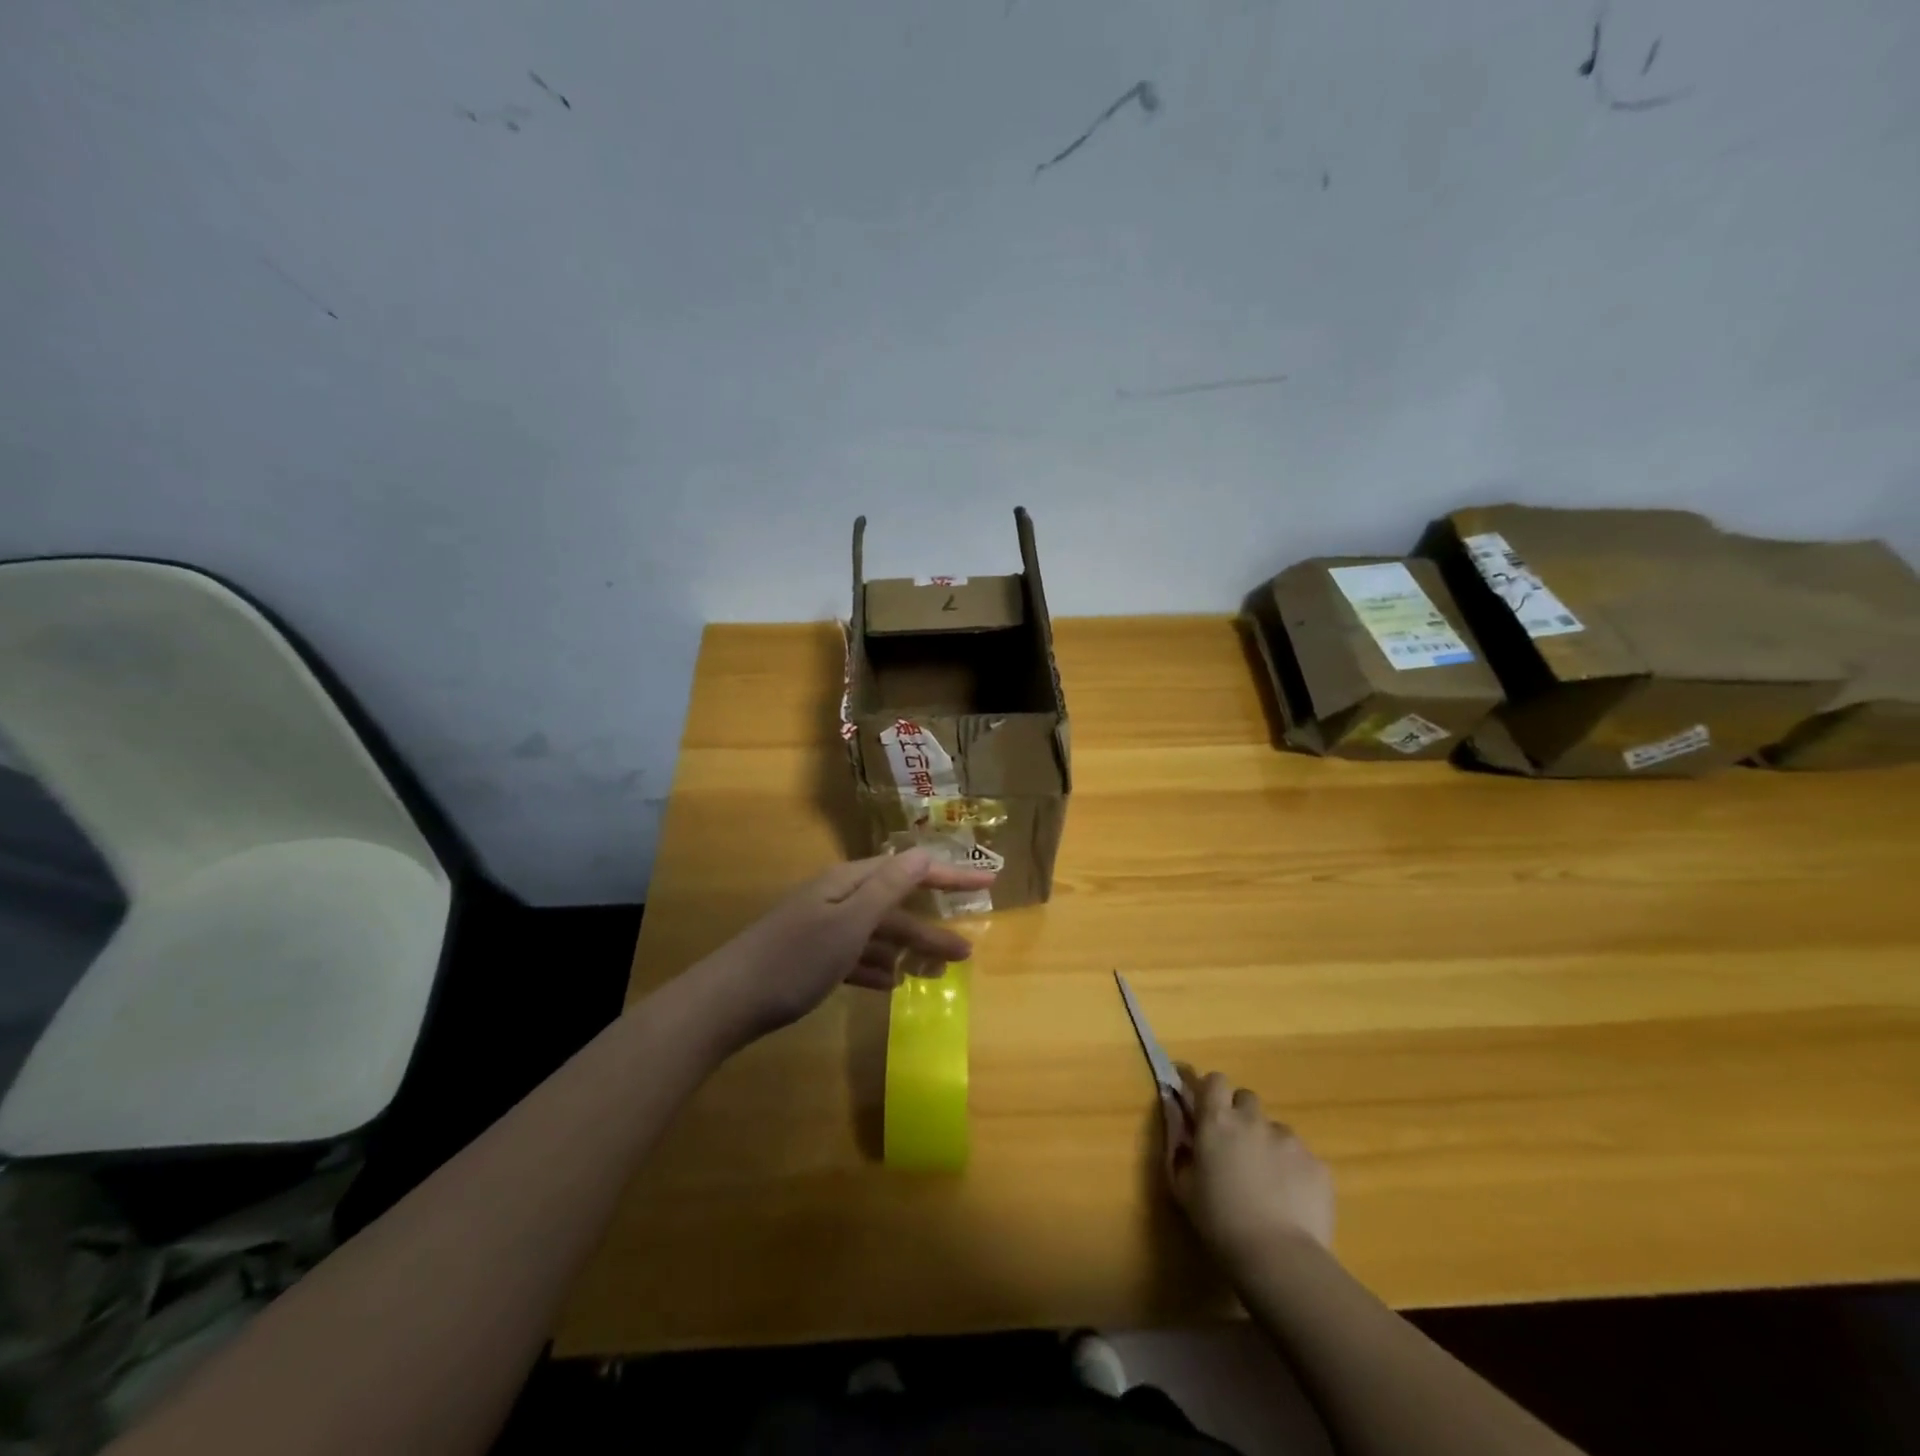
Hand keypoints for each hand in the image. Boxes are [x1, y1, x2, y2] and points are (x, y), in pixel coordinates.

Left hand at [689, 850, 992, 1046]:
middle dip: (931, 928)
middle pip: (895, 907)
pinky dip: (876, 969)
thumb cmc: (796, 959)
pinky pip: (855, 957)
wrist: (729, 1000)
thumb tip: (924, 853)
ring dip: (907, 952)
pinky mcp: (810, 957)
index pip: (909, 871)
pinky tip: (891, 985)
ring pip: (877, 935)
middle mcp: (838, 898)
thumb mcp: (850, 922)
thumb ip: (888, 888)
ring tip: (938, 974)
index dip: (949, 877)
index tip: (987, 883)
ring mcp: (822, 928)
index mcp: (849, 882)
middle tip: (968, 951)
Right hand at [1165, 1065, 1334, 1270]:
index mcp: (1217, 1121)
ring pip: (1277, 1130)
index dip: (1212, 1091)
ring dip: (1269, 1145)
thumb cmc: (1219, 1222)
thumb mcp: (1183, 1187)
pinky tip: (1293, 1201)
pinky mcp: (1318, 1164)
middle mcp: (1253, 1121)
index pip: (1215, 1080)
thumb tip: (1182, 1130)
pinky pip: (1303, 1158)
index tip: (1208, 1110)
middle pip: (1247, 1099)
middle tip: (1238, 1148)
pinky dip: (1296, 1171)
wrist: (1278, 1258)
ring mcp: (1290, 1140)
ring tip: (1270, 1184)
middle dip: (1242, 1116)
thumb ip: (1181, 1151)